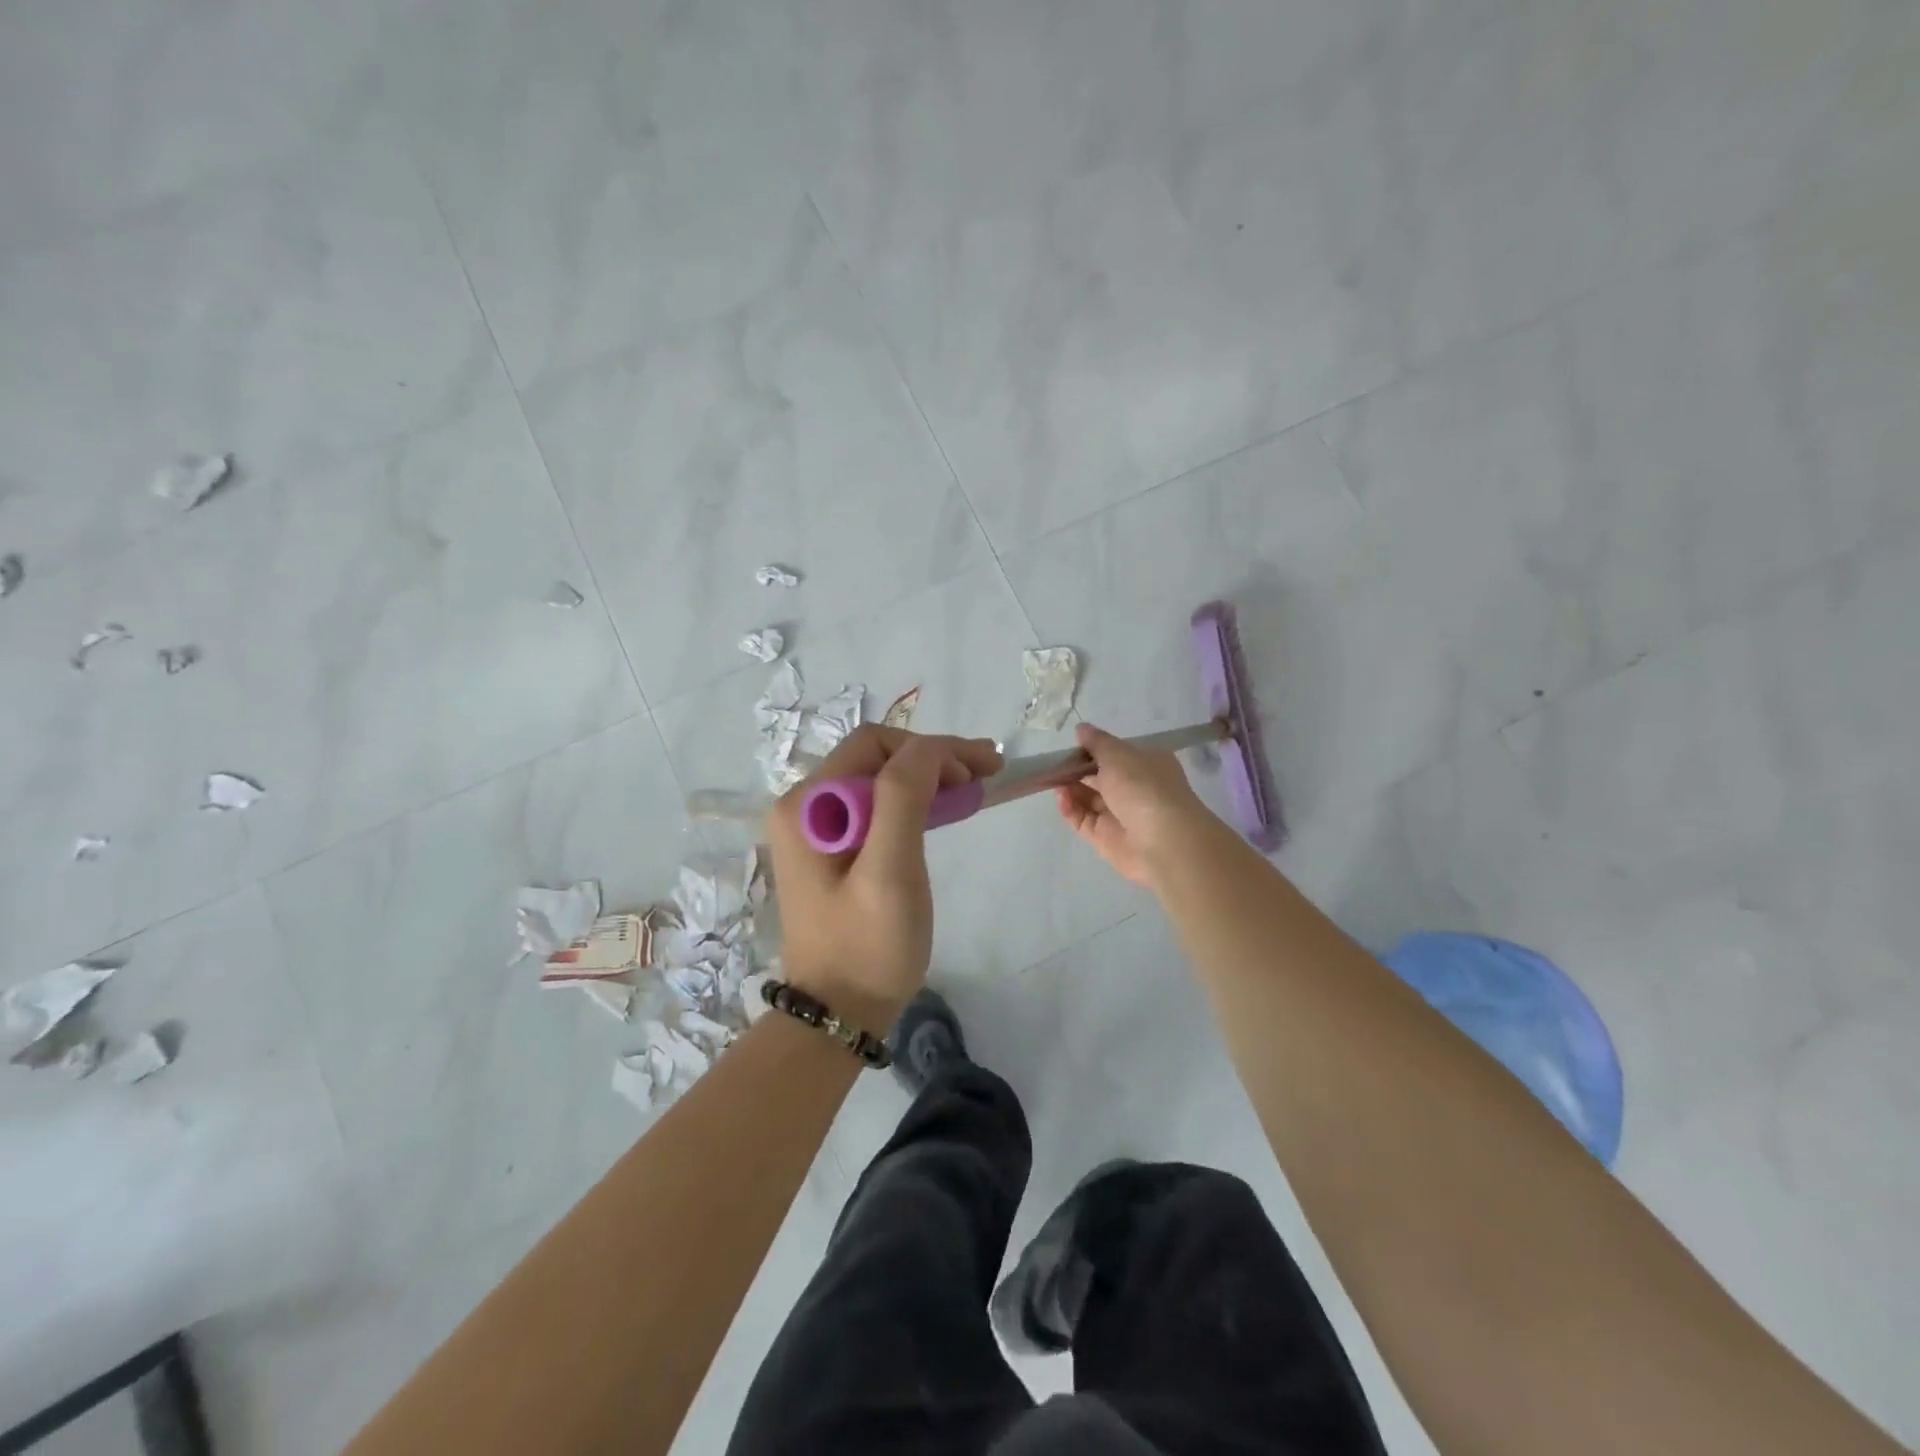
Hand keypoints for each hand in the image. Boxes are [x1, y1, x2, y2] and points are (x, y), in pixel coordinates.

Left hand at [767, 724, 1001, 1031]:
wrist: (839, 1012)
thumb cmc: (867, 945)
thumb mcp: (890, 871)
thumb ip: (903, 799)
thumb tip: (930, 749)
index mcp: (807, 804)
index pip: (876, 745)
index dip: (933, 749)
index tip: (981, 770)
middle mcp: (803, 805)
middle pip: (877, 757)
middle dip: (934, 758)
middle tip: (985, 775)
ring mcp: (814, 827)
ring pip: (880, 778)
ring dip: (928, 776)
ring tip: (972, 788)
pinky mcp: (831, 847)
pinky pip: (876, 805)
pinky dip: (914, 801)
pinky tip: (942, 809)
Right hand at [1055, 722, 1214, 888]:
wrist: (1163, 841)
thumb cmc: (1143, 787)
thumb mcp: (1118, 755)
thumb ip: (1097, 742)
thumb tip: (1082, 728)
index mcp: (1147, 765)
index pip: (1118, 755)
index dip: (1095, 750)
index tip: (1074, 746)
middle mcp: (1136, 790)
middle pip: (1101, 778)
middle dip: (1078, 770)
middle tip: (1056, 765)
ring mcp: (1121, 816)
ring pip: (1090, 800)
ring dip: (1071, 789)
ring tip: (1054, 781)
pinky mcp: (1107, 839)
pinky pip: (1084, 821)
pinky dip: (1071, 809)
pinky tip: (1061, 799)